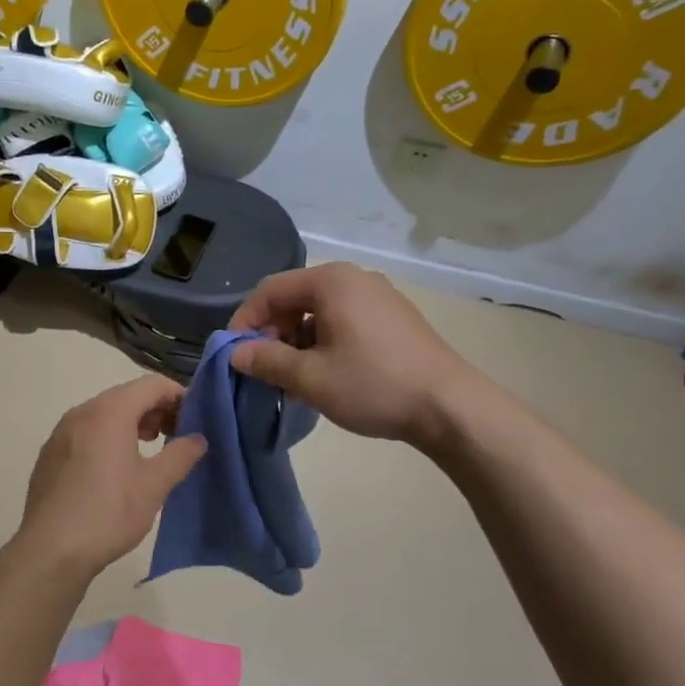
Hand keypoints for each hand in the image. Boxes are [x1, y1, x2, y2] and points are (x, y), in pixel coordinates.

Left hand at [15, 377, 207, 575]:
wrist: (51, 549)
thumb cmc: (109, 512)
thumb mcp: (155, 485)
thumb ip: (181, 454)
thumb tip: (198, 438)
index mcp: (110, 411)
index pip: (152, 384)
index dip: (178, 396)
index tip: (195, 419)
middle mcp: (82, 412)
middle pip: (127, 396)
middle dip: (155, 410)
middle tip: (176, 436)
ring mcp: (61, 432)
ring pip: (104, 414)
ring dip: (131, 424)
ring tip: (149, 450)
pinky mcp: (50, 454)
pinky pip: (86, 432)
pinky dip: (107, 437)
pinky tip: (115, 469)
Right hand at [229, 263, 484, 445]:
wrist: (449, 406)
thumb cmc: (373, 385)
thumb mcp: (310, 378)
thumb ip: (267, 360)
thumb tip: (236, 353)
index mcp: (331, 282)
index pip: (270, 290)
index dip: (245, 320)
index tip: (235, 354)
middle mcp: (355, 278)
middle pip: (295, 297)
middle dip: (273, 331)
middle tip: (265, 368)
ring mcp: (379, 296)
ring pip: (320, 311)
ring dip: (297, 340)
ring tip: (294, 377)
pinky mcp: (394, 317)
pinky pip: (344, 319)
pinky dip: (324, 341)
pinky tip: (327, 373)